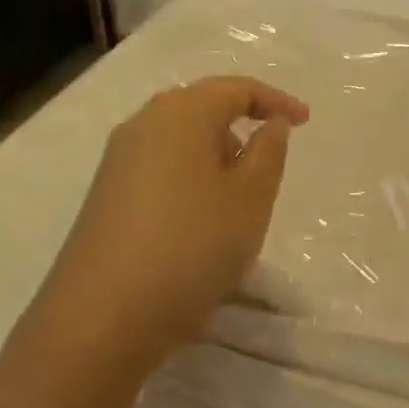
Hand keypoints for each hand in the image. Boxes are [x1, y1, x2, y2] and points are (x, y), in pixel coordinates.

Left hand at [34, 75, 308, 371]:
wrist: (102, 319)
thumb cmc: (192, 246)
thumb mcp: (251, 198)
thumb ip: (269, 152)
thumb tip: (271, 124)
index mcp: (181, 114)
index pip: (236, 88)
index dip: (276, 100)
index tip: (306, 122)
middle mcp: (142, 125)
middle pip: (202, 107)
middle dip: (242, 125)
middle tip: (271, 160)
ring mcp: (117, 162)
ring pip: (180, 140)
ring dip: (216, 155)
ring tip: (240, 197)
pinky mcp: (105, 197)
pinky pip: (161, 168)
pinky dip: (191, 179)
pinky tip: (202, 220)